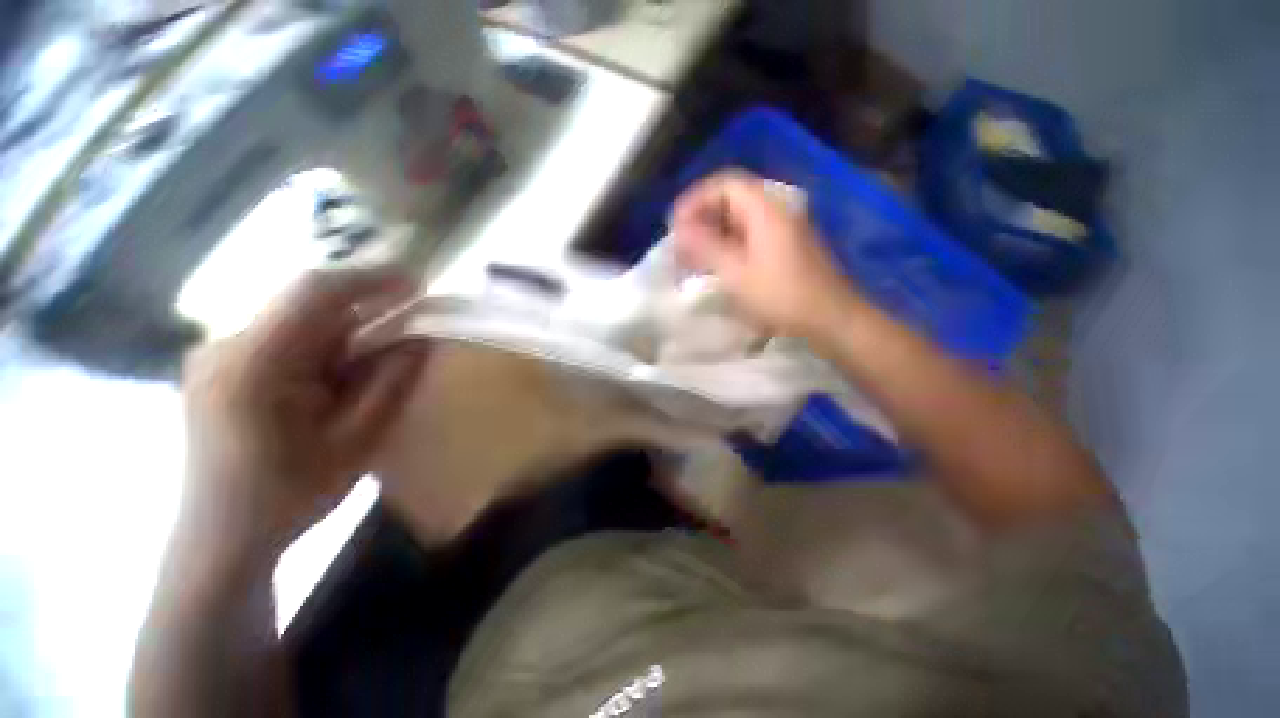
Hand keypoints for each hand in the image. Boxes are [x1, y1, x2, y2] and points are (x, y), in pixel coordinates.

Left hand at [180, 268, 426, 553]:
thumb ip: (391, 383)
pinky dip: (318, 352)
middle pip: (307, 309)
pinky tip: (328, 388)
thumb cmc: (289, 495)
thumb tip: (421, 340)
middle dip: (362, 320)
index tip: (417, 282)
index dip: (371, 278)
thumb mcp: (357, 440)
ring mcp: (215, 355)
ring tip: (360, 382)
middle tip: (401, 345)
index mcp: (254, 364)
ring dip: (341, 340)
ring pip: (297, 324)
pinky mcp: (218, 367)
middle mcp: (225, 346)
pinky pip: (281, 340)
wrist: (220, 538)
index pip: (315, 292)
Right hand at [671, 169, 864, 338]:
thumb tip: (680, 229)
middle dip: (702, 217)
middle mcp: (777, 211)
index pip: (725, 185)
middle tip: (681, 242)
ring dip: (714, 232)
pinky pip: (751, 235)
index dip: (696, 199)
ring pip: (741, 219)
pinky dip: (729, 244)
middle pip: (733, 199)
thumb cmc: (782, 296)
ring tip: (693, 255)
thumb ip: (706, 247)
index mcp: (766, 209)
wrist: (831, 319)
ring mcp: (784, 229)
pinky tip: (717, 264)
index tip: (675, 224)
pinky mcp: (787, 247)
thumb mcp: (737, 273)